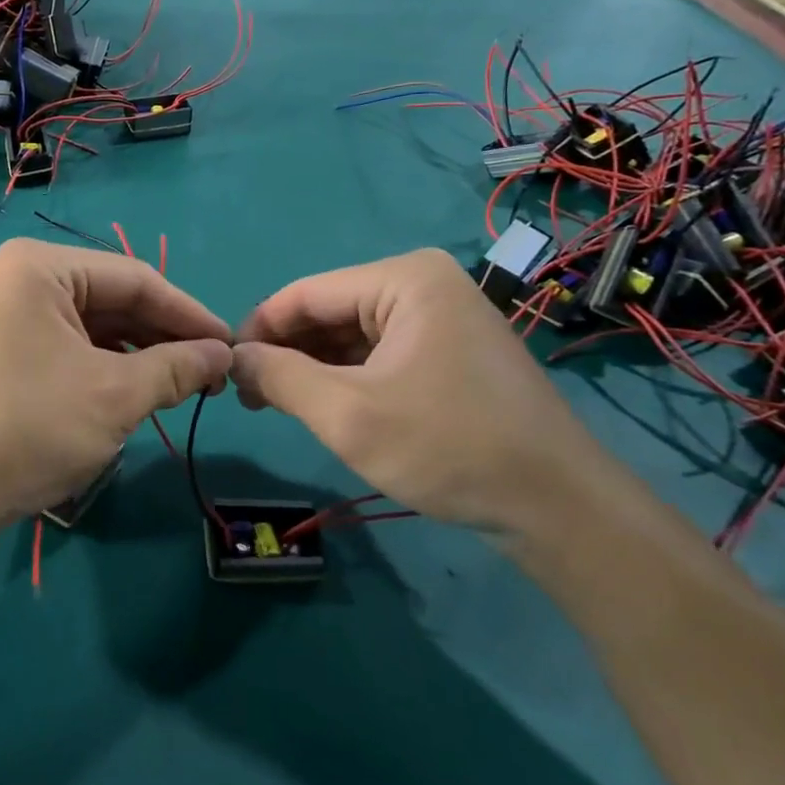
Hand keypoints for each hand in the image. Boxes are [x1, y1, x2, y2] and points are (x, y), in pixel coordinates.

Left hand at [0, 239, 232, 538]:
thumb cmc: (31, 427)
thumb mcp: (115, 395)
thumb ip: (175, 367)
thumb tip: (222, 354)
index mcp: (40, 267)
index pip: (134, 279)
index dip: (189, 313)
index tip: (232, 345)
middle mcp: (20, 278)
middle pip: (113, 299)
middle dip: (164, 335)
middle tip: (213, 372)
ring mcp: (8, 314)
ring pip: (94, 325)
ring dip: (140, 353)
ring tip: (186, 384)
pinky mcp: (5, 349)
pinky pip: (70, 345)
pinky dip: (108, 366)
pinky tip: (141, 389)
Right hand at [230, 248, 621, 532]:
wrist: (559, 507)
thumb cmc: (448, 447)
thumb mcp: (346, 414)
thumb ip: (279, 378)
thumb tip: (235, 358)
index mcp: (403, 278)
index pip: (304, 294)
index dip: (257, 330)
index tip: (226, 372)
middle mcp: (423, 283)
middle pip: (328, 312)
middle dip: (286, 353)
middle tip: (251, 400)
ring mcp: (442, 316)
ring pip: (352, 335)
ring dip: (314, 369)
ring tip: (281, 407)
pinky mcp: (450, 349)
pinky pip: (380, 353)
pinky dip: (347, 377)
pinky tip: (327, 407)